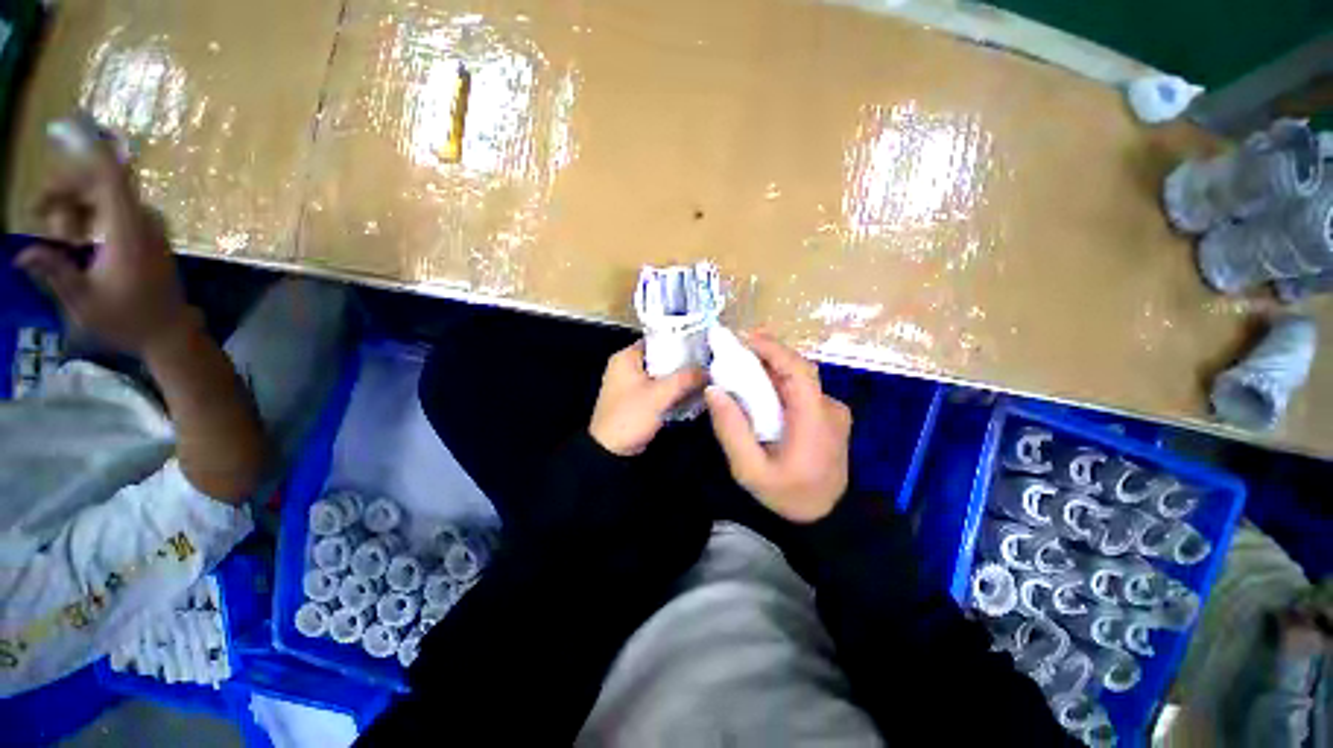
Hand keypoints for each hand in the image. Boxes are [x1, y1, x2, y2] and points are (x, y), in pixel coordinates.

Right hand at [15, 140, 193, 356]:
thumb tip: (23, 254)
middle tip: (41, 215)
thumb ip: (55, 272)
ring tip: (62, 236)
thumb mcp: (83, 300)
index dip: (87, 150)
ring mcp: (152, 229)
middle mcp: (144, 222)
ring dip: (78, 205)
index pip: (110, 175)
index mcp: (128, 230)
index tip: (60, 132)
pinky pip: (119, 211)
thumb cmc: (127, 320)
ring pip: (108, 197)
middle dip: (67, 189)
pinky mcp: (152, 238)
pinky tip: (77, 237)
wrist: (170, 333)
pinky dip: (93, 215)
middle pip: (102, 183)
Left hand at [590, 341, 706, 455]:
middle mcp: (628, 366)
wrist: (610, 451)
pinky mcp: (638, 398)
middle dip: (684, 361)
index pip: (657, 339)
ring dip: (680, 376)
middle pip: (661, 357)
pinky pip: (659, 387)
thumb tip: (708, 369)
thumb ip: (685, 379)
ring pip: (662, 373)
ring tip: (705, 374)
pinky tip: (693, 390)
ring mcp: (632, 383)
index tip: (703, 343)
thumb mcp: (659, 395)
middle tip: (708, 360)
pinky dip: (673, 388)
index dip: (680, 339)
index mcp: (626, 357)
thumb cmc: (630, 416)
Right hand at [705, 332, 850, 522]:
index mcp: (815, 421)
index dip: (772, 349)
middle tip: (734, 349)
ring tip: (741, 364)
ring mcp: (834, 412)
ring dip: (772, 367)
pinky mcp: (830, 416)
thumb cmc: (787, 496)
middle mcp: (830, 409)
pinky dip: (779, 382)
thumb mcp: (750, 470)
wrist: (826, 519)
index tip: (742, 338)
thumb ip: (731, 430)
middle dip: (767, 354)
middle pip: (799, 369)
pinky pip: (802, 390)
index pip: (798, 371)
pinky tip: (759, 387)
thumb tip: (714, 389)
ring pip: (800, 378)